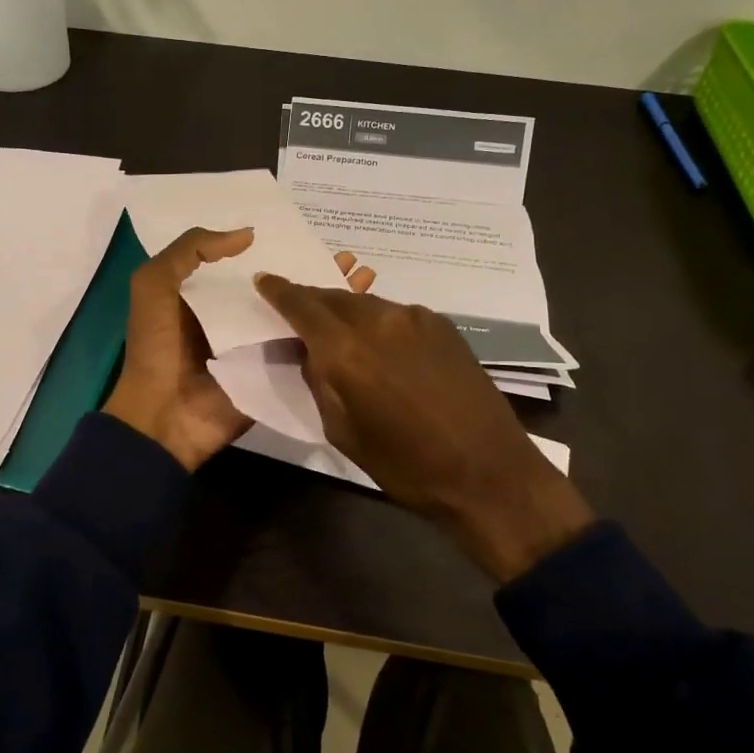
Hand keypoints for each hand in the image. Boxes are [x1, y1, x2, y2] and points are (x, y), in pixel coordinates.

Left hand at [103, 231, 374, 470]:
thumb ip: (191, 250)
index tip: (310, 230)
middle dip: (316, 269)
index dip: (278, 245)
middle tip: (349, 255)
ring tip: (366, 275)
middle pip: (285, 286)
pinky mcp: (278, 371)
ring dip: (332, 295)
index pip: (252, 262)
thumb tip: (248, 235)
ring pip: (303, 313)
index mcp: (211, 294)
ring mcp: (262, 345)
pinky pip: (308, 347)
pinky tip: (364, 315)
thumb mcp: (154, 284)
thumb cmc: (156, 345)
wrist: (164, 415)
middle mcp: (241, 316)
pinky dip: (334, 333)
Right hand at [252, 276, 595, 580]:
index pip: (302, 305)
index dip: (279, 291)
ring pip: (366, 303)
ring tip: (339, 331)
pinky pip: (396, 314)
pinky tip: (382, 346)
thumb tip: (309, 352)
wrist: (489, 472)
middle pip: (334, 296)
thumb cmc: (407, 466)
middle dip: (311, 300)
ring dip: (346, 312)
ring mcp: (416, 318)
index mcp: (348, 351)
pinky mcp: (443, 325)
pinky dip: (378, 322)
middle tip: (298, 312)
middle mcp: (380, 321)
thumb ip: (319, 382)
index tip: (264, 280)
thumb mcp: (343, 432)